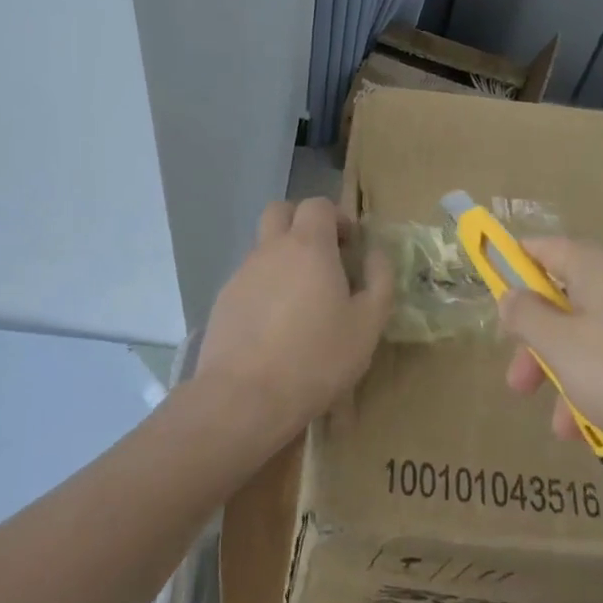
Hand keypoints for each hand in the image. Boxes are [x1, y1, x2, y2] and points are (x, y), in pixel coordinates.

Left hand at [194, 198, 392, 446]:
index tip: (350, 245)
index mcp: (308, 246)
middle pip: (280, 211)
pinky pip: (248, 279)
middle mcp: (270, 249)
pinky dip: (265, 287)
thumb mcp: (368, 324)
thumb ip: (379, 280)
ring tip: (302, 299)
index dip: (337, 217)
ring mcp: (241, 274)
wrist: (244, 398)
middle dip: (302, 223)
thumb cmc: (316, 358)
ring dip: (283, 257)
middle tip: (323, 256)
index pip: (317, 204)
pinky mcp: (223, 302)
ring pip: (263, 247)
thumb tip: (376, 253)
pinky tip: (276, 326)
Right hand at [498, 237, 602, 462]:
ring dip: (569, 372)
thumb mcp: (561, 347)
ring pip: (594, 332)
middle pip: (566, 298)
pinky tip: (599, 425)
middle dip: (538, 343)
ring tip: (562, 427)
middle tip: (519, 384)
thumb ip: (526, 316)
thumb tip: (511, 295)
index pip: (543, 249)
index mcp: (597, 266)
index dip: (513, 267)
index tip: (495, 297)